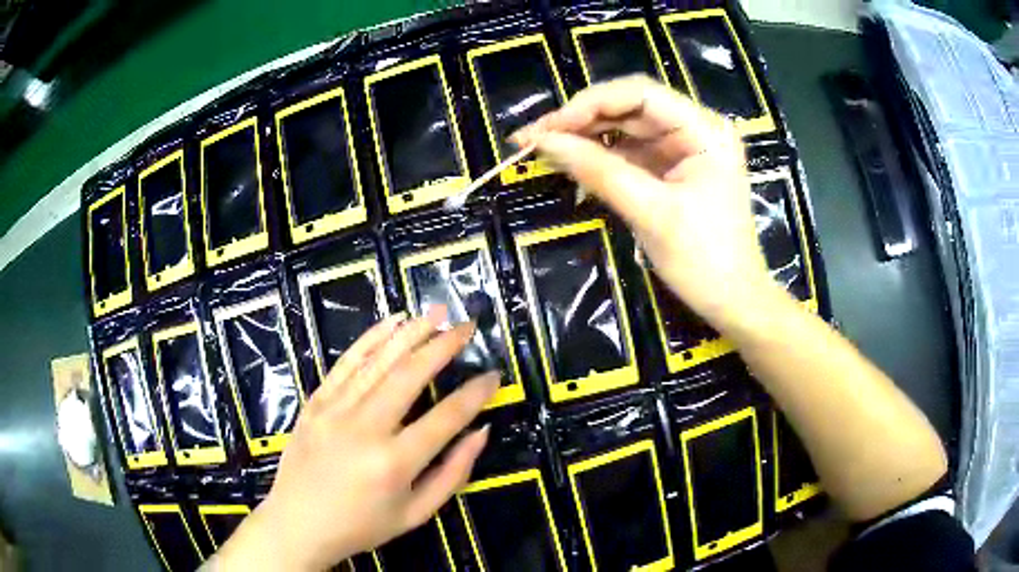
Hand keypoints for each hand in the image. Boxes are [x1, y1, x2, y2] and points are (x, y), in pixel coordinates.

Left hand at [210, 307, 498, 570]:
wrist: (299, 522)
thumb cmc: (362, 525)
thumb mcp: (416, 513)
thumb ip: (453, 473)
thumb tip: (481, 431)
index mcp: (394, 463)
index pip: (446, 418)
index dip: (475, 394)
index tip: (494, 375)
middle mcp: (365, 429)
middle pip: (410, 375)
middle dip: (444, 345)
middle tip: (467, 326)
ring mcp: (335, 411)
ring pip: (378, 361)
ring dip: (410, 332)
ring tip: (436, 313)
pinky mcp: (316, 402)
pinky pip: (346, 363)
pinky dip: (370, 339)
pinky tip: (391, 322)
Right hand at [513, 75, 776, 330]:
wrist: (734, 303)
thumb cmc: (704, 261)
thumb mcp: (650, 213)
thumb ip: (598, 171)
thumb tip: (543, 142)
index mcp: (705, 130)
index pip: (640, 95)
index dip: (589, 104)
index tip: (546, 128)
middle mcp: (696, 128)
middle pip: (630, 108)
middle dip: (581, 120)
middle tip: (532, 138)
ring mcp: (685, 148)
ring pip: (626, 128)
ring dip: (586, 137)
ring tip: (543, 149)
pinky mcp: (673, 169)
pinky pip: (630, 152)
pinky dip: (601, 157)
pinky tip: (572, 163)